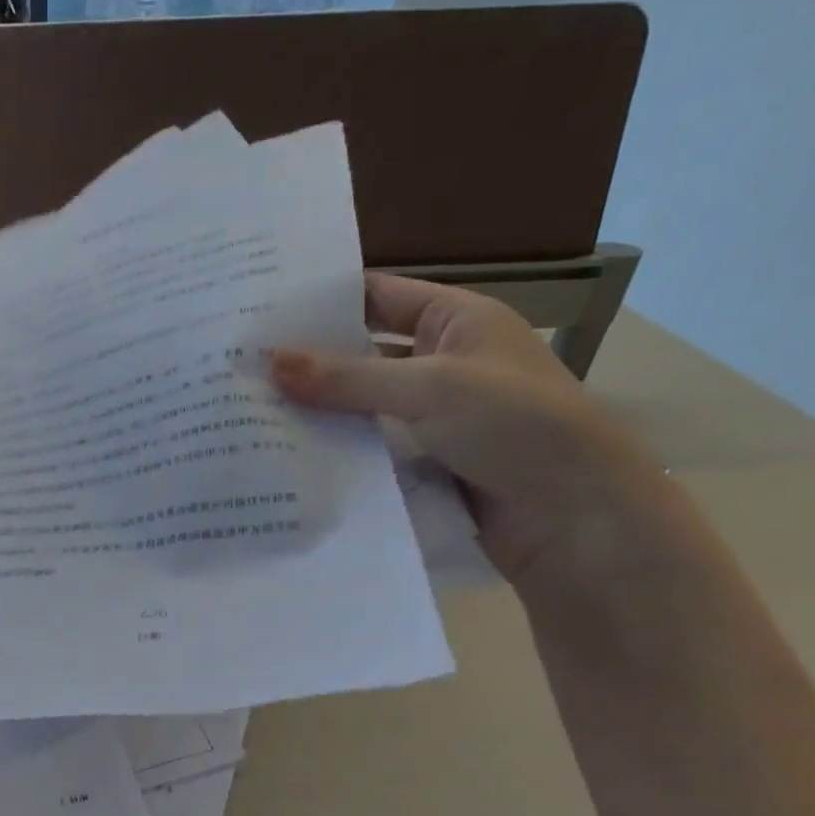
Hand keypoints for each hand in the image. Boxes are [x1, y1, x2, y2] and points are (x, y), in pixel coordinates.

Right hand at [270, 274, 661, 583]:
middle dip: (308, 360)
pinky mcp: (422, 460)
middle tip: (240, 365)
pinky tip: (282, 451)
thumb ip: (346, 377)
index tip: (259, 311)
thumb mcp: (429, 388)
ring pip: (359, 403)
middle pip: (361, 352)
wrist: (574, 519)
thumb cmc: (515, 426)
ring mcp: (431, 415)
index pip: (378, 296)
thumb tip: (269, 361)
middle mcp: (442, 361)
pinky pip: (366, 444)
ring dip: (315, 408)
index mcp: (457, 320)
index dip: (322, 301)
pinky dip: (332, 446)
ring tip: (246, 408)